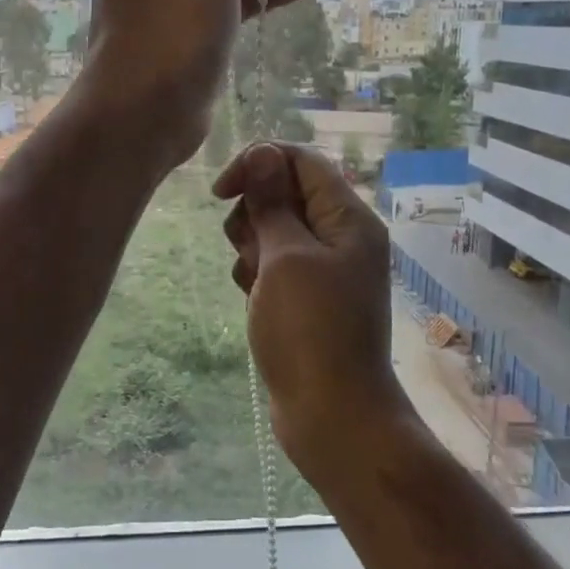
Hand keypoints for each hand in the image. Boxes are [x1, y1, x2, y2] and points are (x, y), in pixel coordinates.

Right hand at [214, 142, 406, 475]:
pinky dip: (258, 276)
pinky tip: (253, 302)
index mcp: (348, 219)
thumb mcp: (286, 259)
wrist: (332, 415)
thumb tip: (263, 153)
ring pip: (274, 232)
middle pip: (285, 194)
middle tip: (251, 250)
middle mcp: (341, 237)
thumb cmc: (310, 331)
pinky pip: (275, 267)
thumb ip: (272, 203)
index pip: (301, 161)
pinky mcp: (309, 299)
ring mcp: (326, 270)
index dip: (258, 164)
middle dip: (254, 214)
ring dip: (252, 248)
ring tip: (254, 282)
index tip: (221, 192)